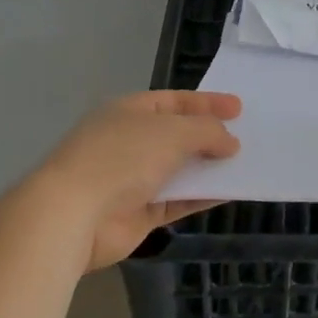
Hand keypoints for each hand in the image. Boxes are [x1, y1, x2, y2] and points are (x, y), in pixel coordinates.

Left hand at [30, 91, 239, 269]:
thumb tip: (230, 142)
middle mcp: (130, 142)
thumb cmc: (122, 157)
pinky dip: (201, 196)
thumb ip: (207, 132)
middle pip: (177, 135)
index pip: (175, 101)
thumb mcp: (173, 132)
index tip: (239, 108)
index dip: (207, 103)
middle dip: (209, 136)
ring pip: (179, 169)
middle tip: (245, 136)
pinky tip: (229, 192)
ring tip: (244, 164)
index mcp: (129, 112)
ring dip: (208, 167)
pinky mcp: (137, 214)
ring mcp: (132, 179)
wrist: (73, 216)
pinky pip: (177, 200)